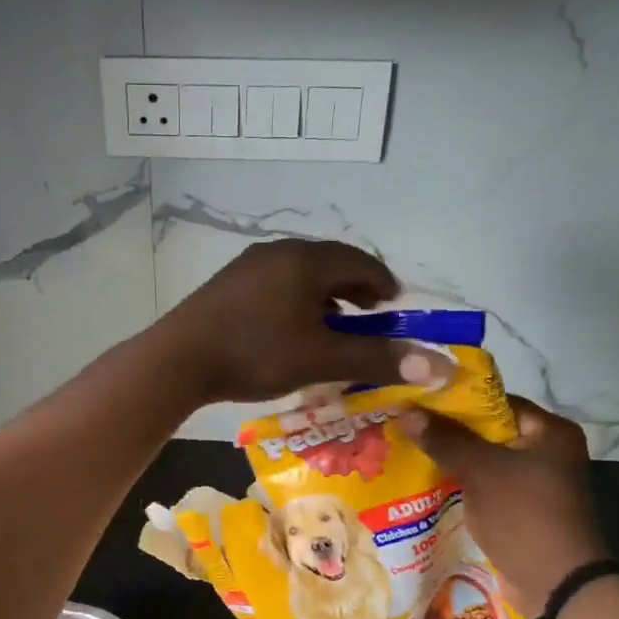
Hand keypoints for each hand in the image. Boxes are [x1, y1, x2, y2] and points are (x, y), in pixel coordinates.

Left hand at [152, 240, 435, 403]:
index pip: (359, 261)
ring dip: (323, 296)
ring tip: (332, 326)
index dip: (383, 282)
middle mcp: (277, 252)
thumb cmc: (256, 353)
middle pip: (329, 263)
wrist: (178, 359)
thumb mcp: (322, 358)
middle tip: (369, 316)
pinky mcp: (227, 285)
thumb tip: (440, 366)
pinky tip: (289, 330)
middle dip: (354, 288)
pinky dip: (295, 301)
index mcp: (306, 260)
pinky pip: (275, 284)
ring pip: (299, 275)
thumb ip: (378, 358)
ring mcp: (248, 266)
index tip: (395, 305)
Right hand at [401, 399, 606, 618]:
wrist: (556, 585)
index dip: (455, 401)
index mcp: (550, 432)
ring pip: (484, 461)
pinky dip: (461, 485)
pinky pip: (486, 487)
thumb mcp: (480, 470)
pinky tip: (427, 484)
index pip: (496, 402)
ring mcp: (536, 484)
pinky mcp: (523, 510)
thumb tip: (406, 410)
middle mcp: (548, 452)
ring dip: (451, 460)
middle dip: (447, 432)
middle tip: (406, 427)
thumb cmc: (523, 515)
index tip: (417, 402)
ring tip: (408, 452)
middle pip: (488, 432)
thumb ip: (444, 438)